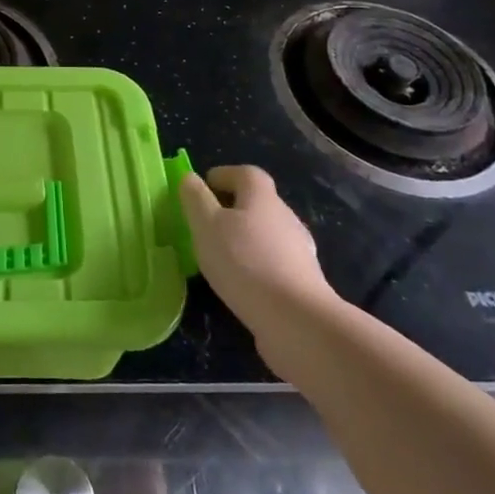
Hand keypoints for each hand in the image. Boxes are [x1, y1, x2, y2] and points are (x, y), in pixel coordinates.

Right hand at [179, 166, 340, 365]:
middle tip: (206, 224)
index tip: (204, 187)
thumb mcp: (206, 225)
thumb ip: (195, 198)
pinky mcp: (304, 281)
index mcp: (262, 197)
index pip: (246, 173)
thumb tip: (190, 178)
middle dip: (233, 208)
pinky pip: (275, 262)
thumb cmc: (244, 262)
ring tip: (221, 256)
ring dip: (246, 238)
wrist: (296, 320)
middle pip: (258, 202)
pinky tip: (243, 283)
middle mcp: (286, 217)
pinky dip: (258, 265)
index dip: (224, 175)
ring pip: (267, 233)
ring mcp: (299, 250)